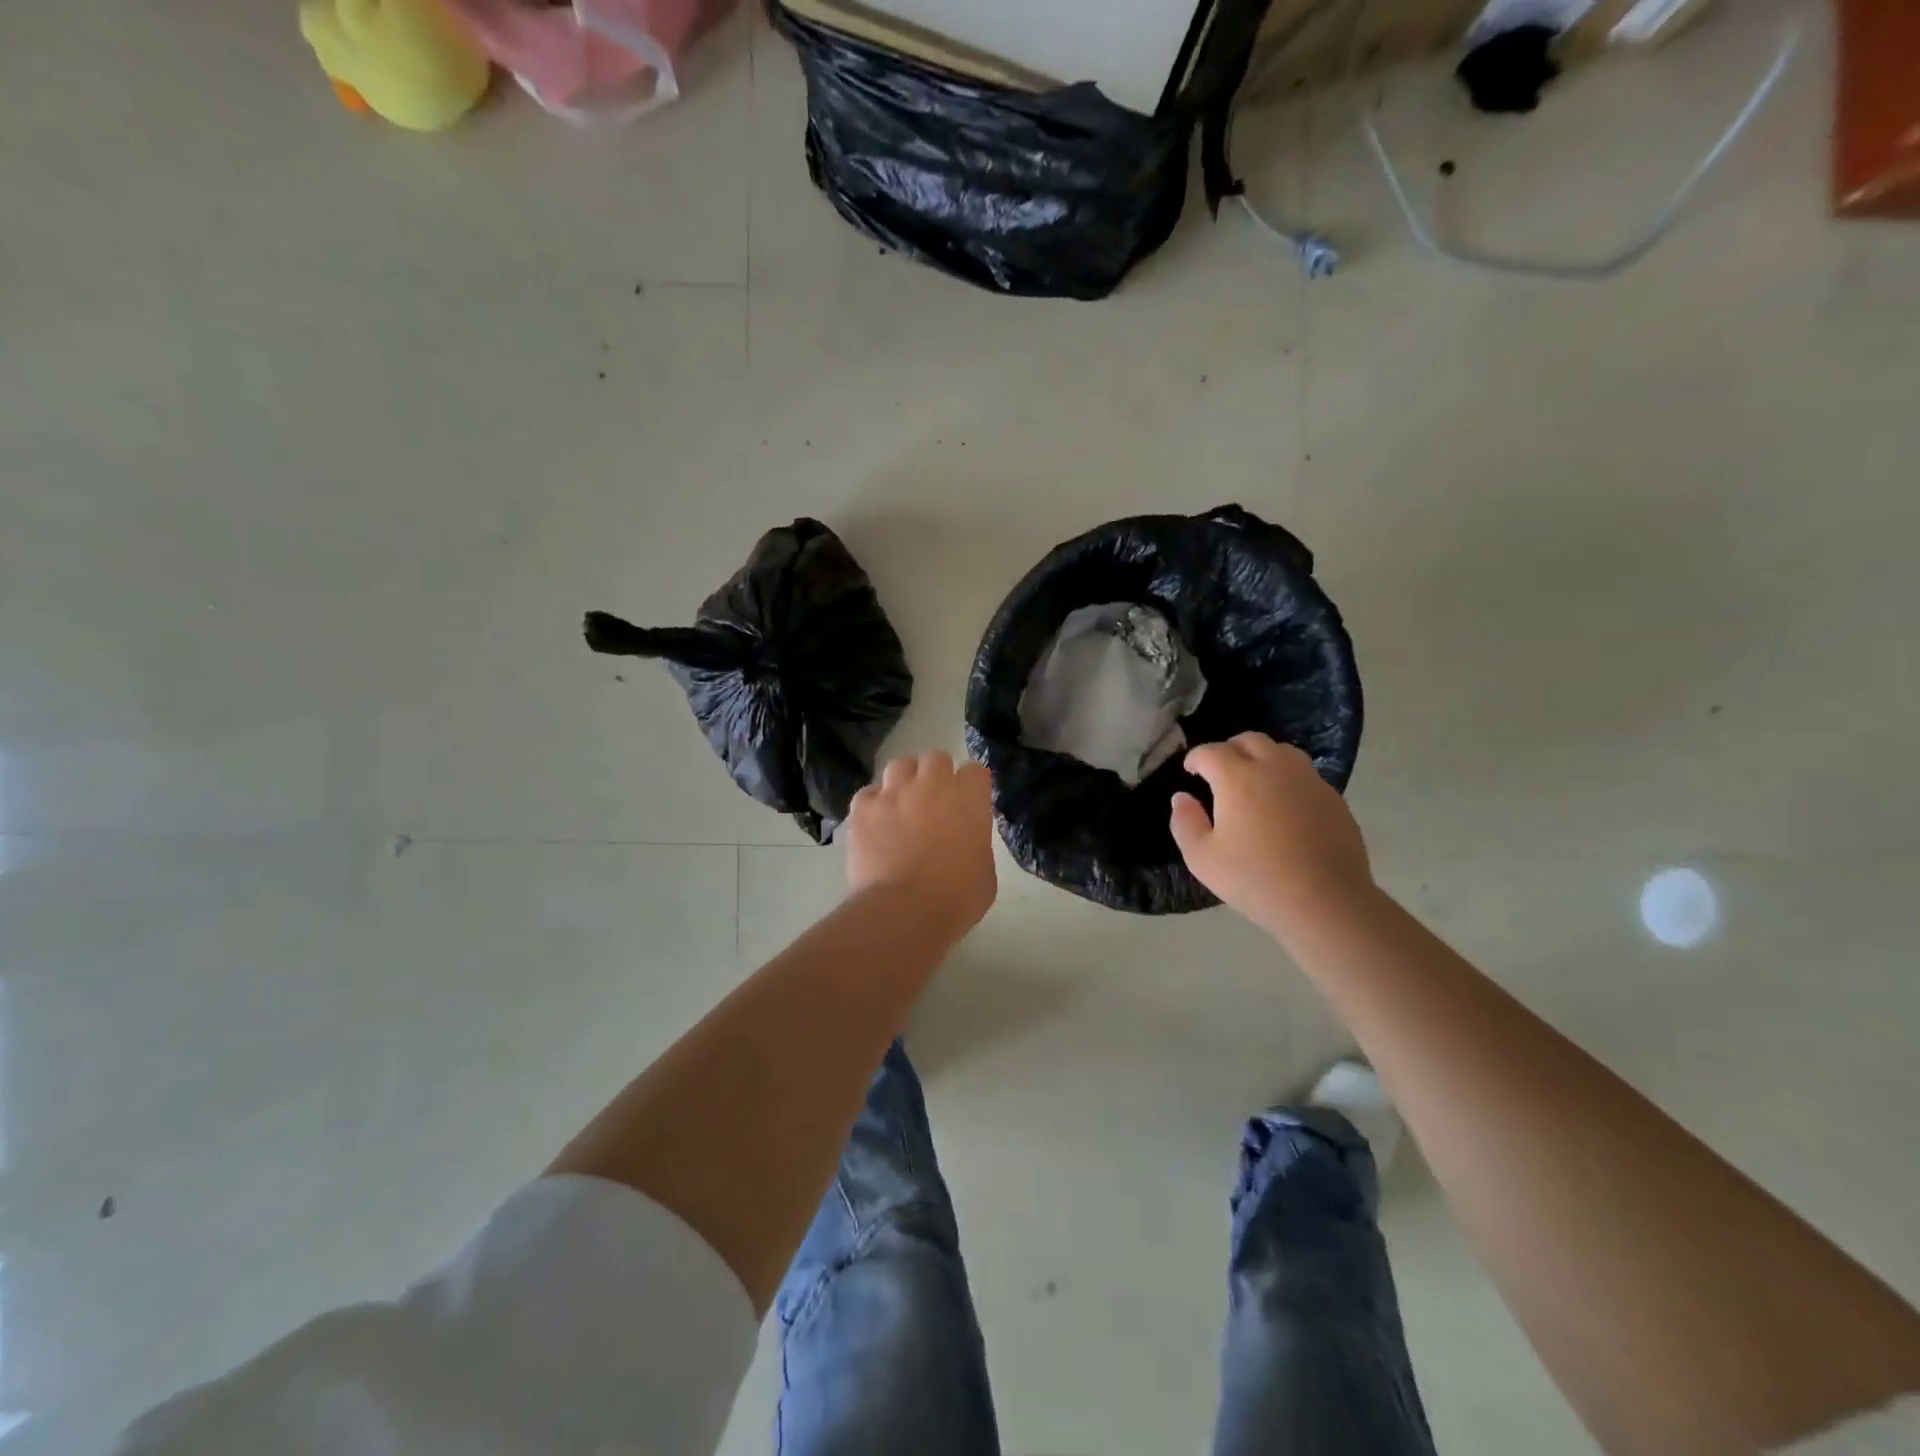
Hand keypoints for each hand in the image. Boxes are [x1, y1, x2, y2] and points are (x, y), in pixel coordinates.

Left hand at [846, 751, 997, 938]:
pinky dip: (873, 805)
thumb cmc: (955, 898)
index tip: (969, 803)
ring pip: (899, 766)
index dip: (971, 786)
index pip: (975, 771)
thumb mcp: (984, 871)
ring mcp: (893, 792)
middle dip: (936, 775)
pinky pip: (868, 794)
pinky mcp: (862, 808)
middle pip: (935, 758)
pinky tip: (875, 824)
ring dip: (904, 782)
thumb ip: (976, 843)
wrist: (904, 911)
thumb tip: (965, 840)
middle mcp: (932, 784)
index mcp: (968, 798)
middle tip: (934, 802)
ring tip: (902, 806)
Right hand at [1169, 733, 1372, 933]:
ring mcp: (1308, 780)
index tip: (1190, 772)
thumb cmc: (1255, 879)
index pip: (1211, 751)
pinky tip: (1284, 806)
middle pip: (1249, 740)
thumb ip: (1184, 822)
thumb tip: (1182, 798)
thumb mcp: (1202, 858)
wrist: (1324, 901)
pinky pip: (1305, 775)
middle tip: (1220, 774)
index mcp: (1238, 777)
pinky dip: (1288, 779)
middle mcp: (1274, 767)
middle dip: (1229, 750)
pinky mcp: (1333, 798)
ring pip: (1281, 751)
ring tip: (1254, 783)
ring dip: (1262, 758)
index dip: (1196, 758)